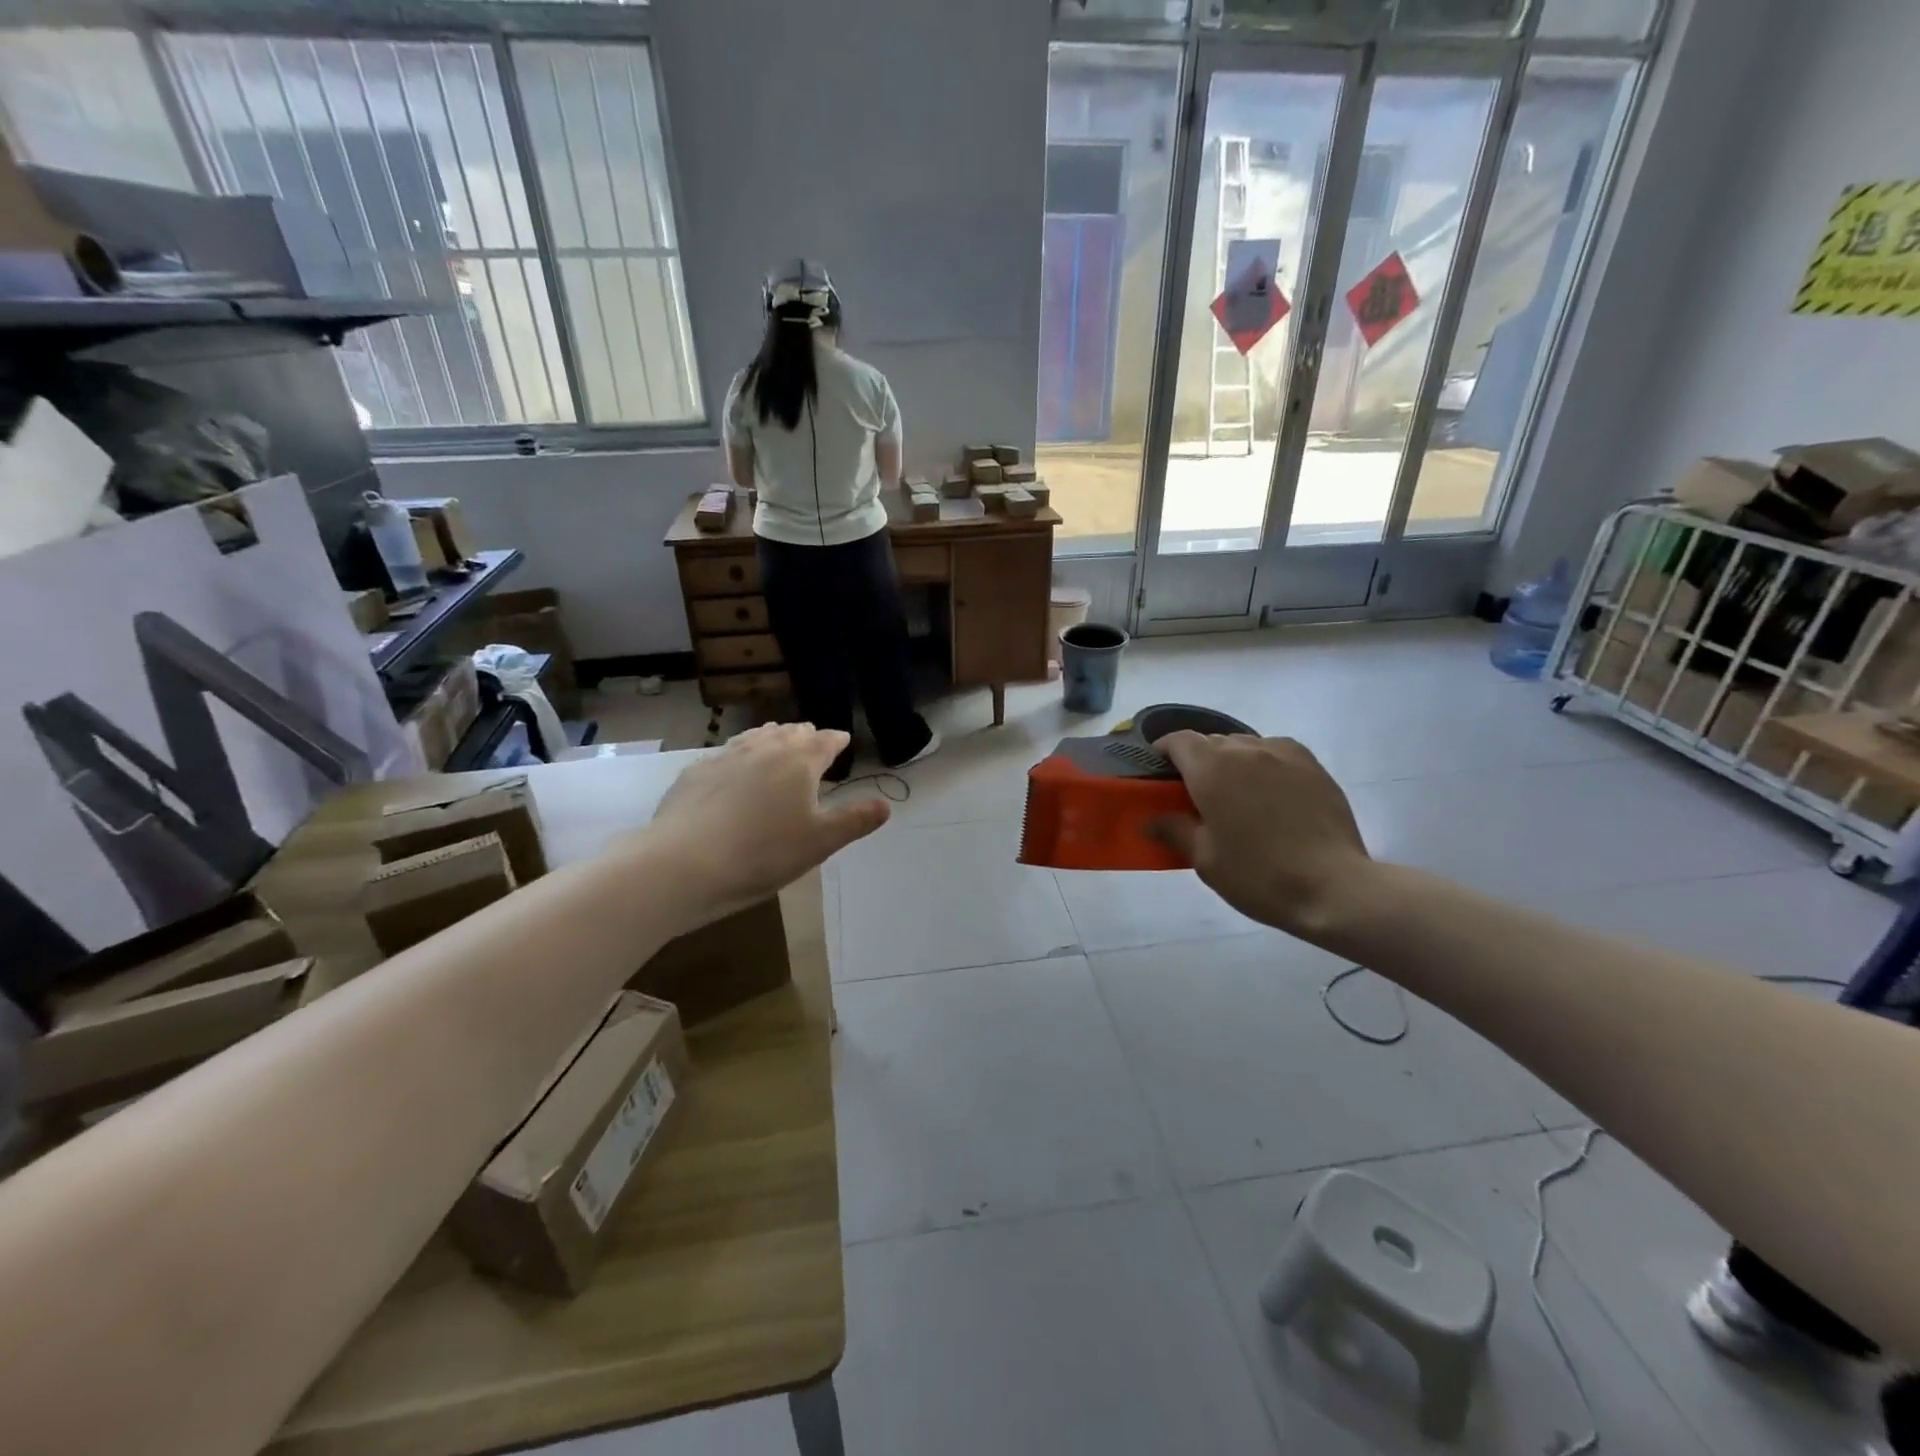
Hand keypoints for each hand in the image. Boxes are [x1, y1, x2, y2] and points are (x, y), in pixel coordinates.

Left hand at [646, 724, 888, 923]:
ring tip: (777, 744)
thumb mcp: (820, 843)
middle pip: (789, 733)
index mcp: (799, 761)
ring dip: (772, 739)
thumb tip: (885, 805)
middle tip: (813, 742)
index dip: (836, 740)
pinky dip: (739, 756)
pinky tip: (734, 770)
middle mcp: (764, 749)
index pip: (824, 740)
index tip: (843, 741)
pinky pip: (725, 754)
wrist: (684, 864)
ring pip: (755, 737)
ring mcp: (725, 757)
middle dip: (805, 735)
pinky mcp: (695, 773)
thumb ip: (855, 820)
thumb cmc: (763, 853)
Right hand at [1147, 732, 1370, 938]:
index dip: (1164, 751)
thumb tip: (1150, 820)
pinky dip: (1264, 763)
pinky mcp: (1313, 765)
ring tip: (1237, 793)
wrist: (1332, 887)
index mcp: (1211, 768)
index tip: (1160, 771)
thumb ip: (1174, 830)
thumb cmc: (1257, 874)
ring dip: (1232, 761)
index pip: (1179, 741)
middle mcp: (1245, 750)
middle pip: (1212, 742)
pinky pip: (1276, 752)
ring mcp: (1283, 754)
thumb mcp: (1205, 859)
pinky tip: (1269, 791)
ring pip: (1245, 745)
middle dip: (1198, 760)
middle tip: (1197, 793)